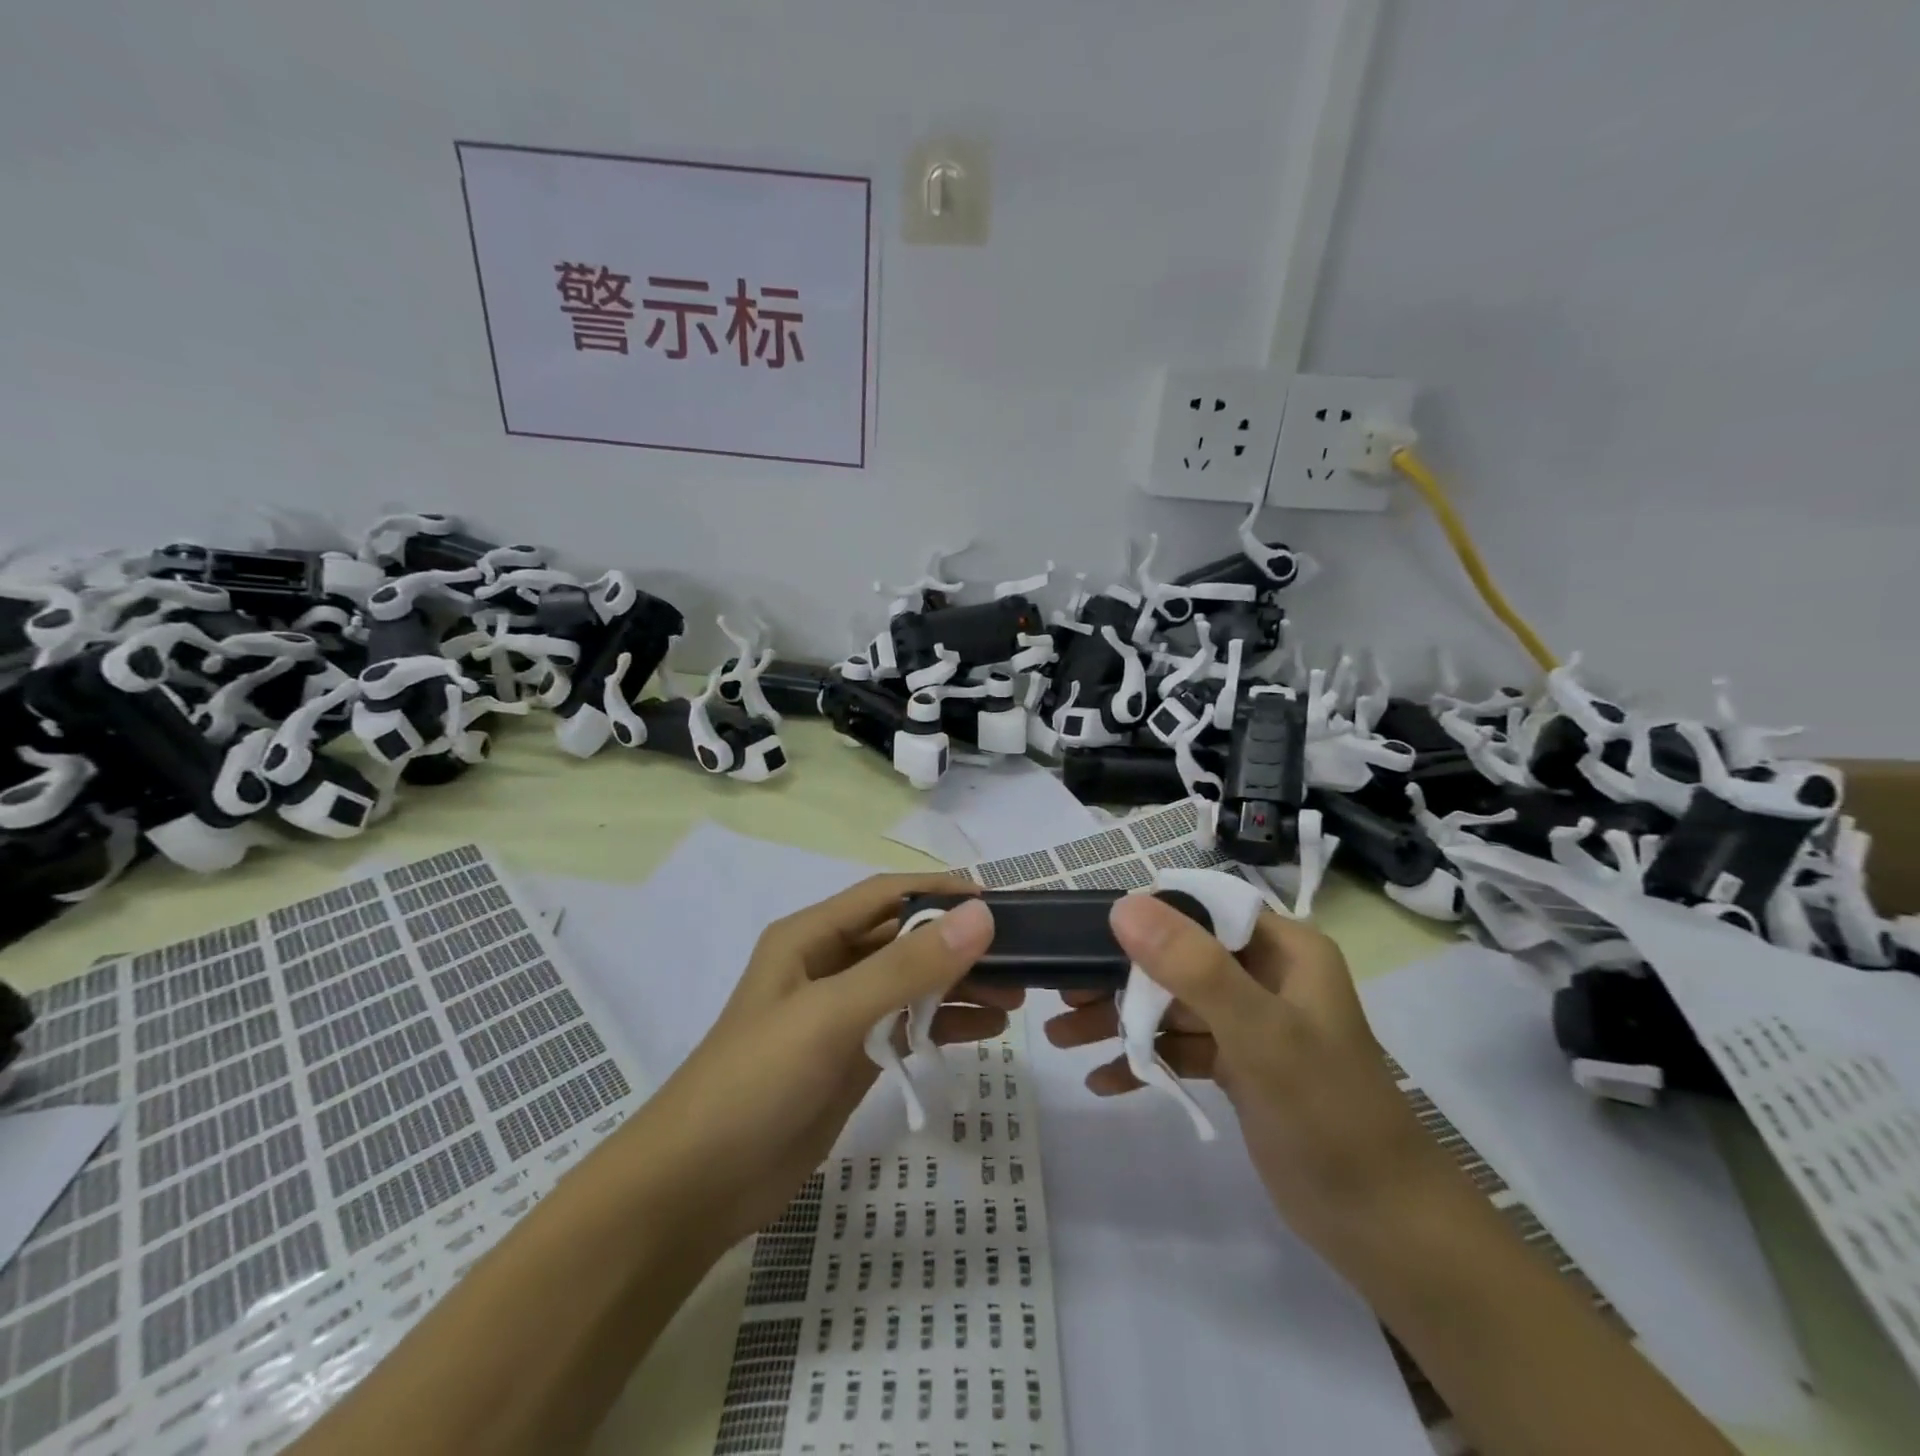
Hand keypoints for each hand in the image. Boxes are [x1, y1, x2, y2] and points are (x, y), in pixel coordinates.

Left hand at [630, 874, 1005, 1253]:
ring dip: (959, 986)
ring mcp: (840, 1014)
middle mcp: (827, 966)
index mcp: (811, 937)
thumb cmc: (757, 1080)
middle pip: (904, 940)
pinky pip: (907, 1026)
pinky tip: (984, 1032)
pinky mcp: (851, 1058)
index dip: (939, 891)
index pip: (886, 895)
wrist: (696, 1186)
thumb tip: (980, 916)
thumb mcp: (832, 1014)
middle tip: (1018, 962)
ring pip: (912, 984)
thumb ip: (907, 967)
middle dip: (958, 945)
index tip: (996, 903)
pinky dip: (944, 1024)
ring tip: (1014, 1001)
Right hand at [1045, 897, 1444, 1259]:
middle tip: (1063, 994)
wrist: (1383, 1226)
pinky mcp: (1240, 1066)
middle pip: (1177, 958)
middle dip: (1119, 977)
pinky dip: (1146, 1060)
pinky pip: (1182, 1047)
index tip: (1087, 934)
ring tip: (1061, 1037)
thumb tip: (1123, 906)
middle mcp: (1265, 975)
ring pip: (1173, 1004)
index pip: (1201, 909)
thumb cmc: (1328, 1114)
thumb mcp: (1260, 1033)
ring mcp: (1251, 1022)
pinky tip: (1103, 1081)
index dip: (1145, 915)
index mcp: (1282, 949)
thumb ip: (1193, 967)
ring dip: (1122, 1020)